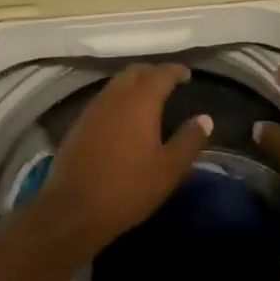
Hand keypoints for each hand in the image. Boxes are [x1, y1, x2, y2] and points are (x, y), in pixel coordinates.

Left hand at [41, 63, 212, 247]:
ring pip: (116, 84)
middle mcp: (115, 97)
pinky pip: (103, 100)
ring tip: (148, 98)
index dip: (175, 71)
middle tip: (168, 83)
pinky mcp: (78, 125)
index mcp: (140, 102)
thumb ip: (189, 140)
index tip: (187, 75)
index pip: (161, 74)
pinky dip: (118, 99)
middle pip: (135, 72)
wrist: (73, 210)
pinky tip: (123, 118)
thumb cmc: (128, 188)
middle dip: (153, 73)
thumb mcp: (169, 169)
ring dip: (134, 84)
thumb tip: (205, 118)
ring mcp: (92, 110)